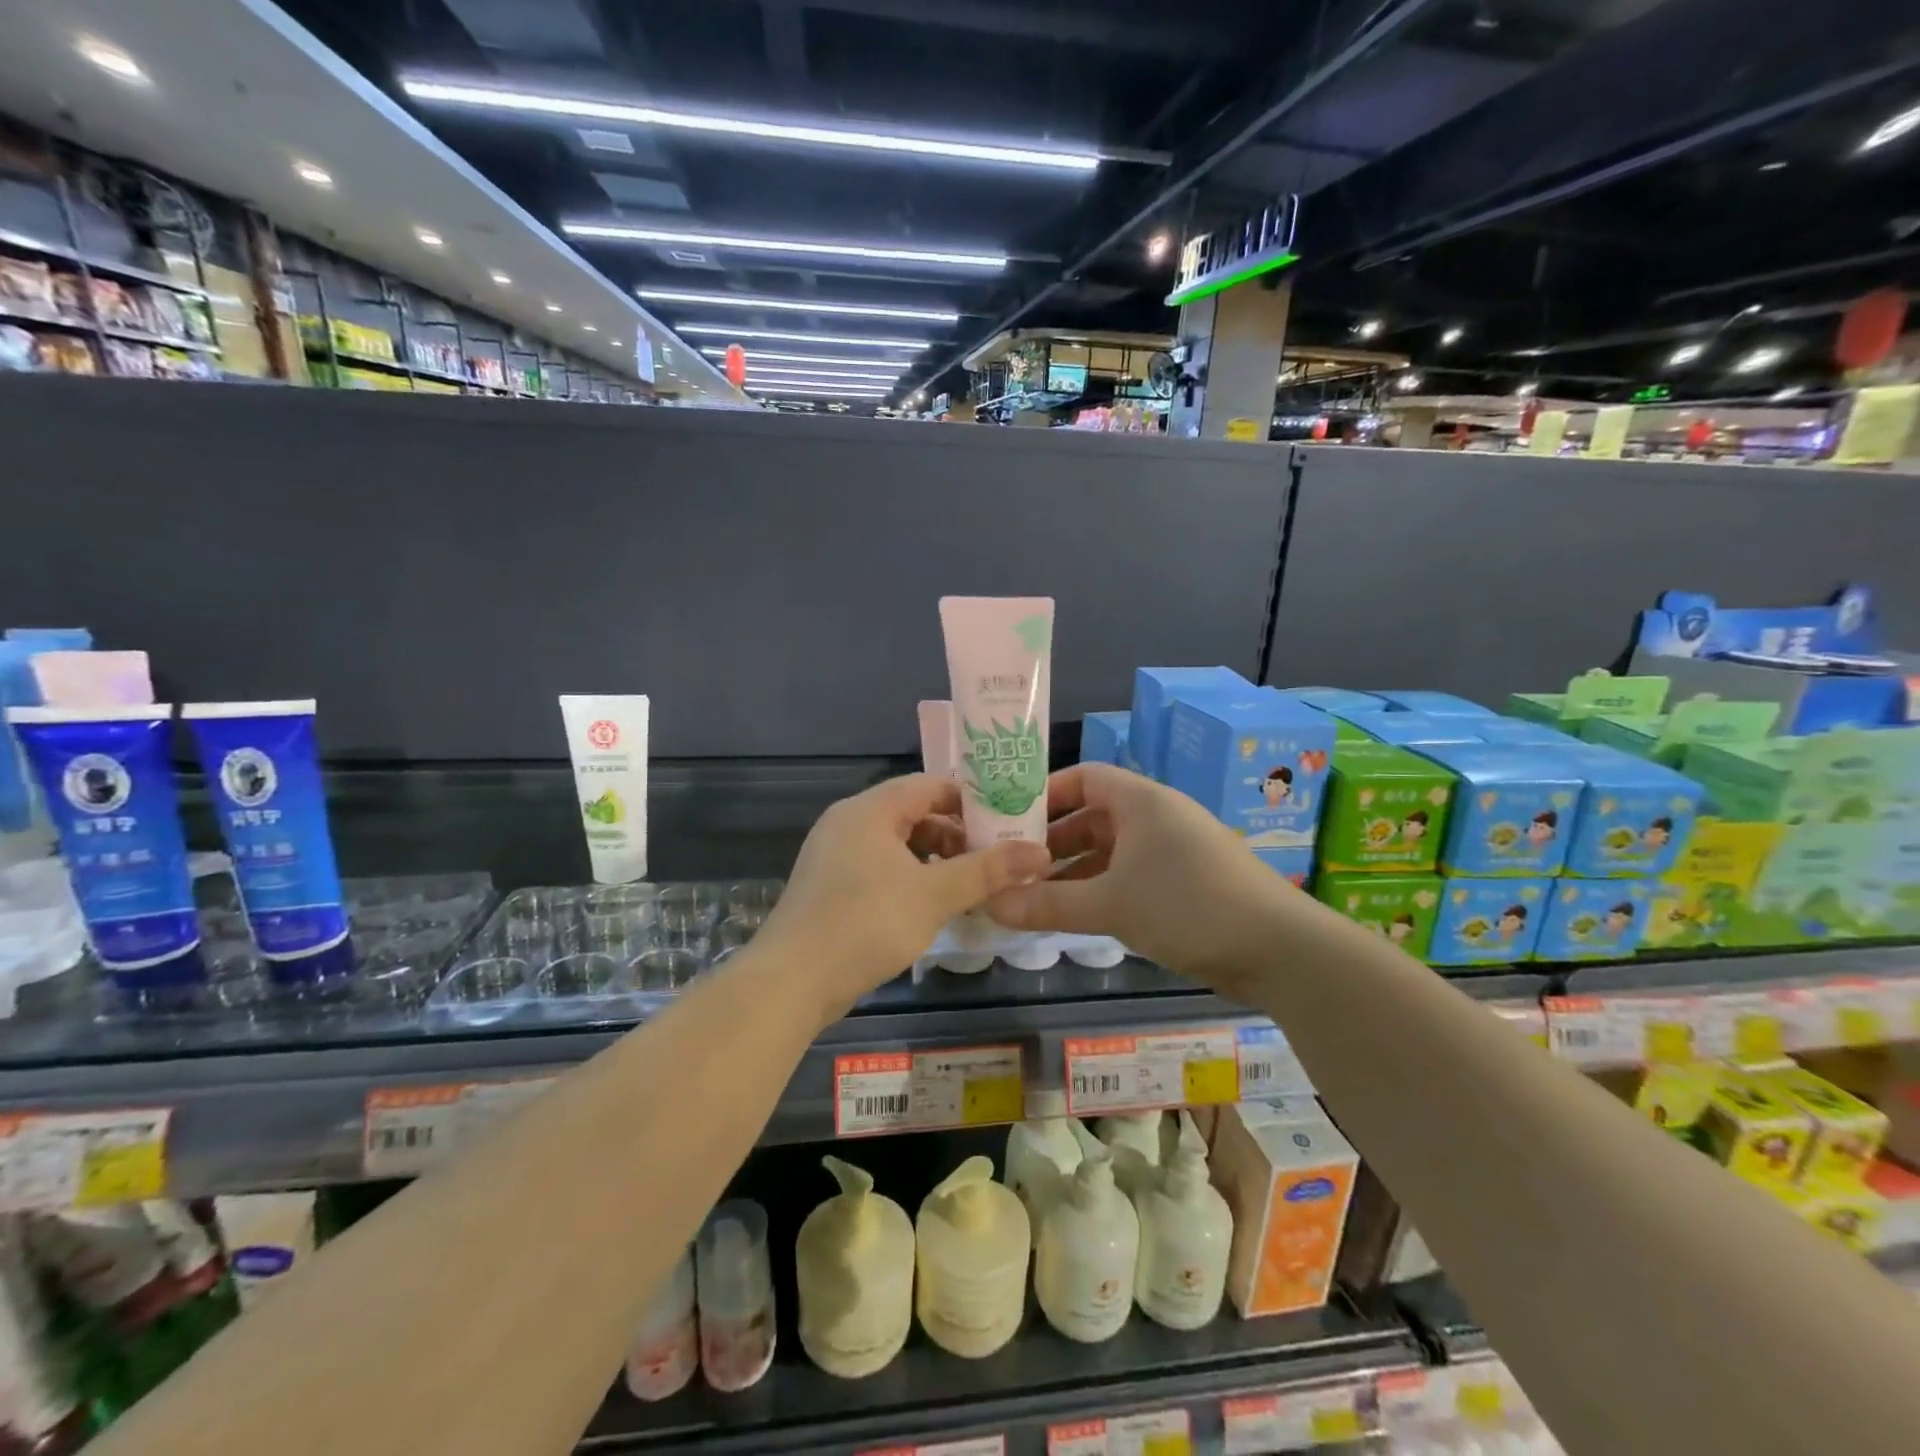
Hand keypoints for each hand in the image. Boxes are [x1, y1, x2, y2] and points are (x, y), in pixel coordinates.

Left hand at [757, 774, 1052, 1026]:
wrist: (791, 982)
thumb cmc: (865, 924)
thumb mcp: (934, 895)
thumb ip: (987, 870)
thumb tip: (1040, 852)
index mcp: (870, 809)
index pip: (930, 784)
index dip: (971, 800)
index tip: (1007, 822)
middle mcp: (849, 822)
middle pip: (914, 813)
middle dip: (956, 835)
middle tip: (994, 860)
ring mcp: (835, 854)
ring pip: (898, 844)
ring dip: (935, 860)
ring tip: (970, 886)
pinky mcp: (830, 885)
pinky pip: (880, 867)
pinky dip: (910, 878)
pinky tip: (931, 906)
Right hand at [986, 763, 1297, 993]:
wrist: (1280, 950)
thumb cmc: (1188, 905)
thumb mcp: (1110, 904)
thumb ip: (1047, 904)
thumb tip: (989, 904)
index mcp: (1141, 800)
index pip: (1083, 777)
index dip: (1045, 794)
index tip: (1009, 821)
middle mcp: (1157, 816)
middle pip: (1093, 817)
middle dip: (1053, 841)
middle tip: (1012, 866)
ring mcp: (1174, 850)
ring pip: (1111, 851)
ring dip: (1074, 871)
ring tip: (1034, 896)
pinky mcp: (1186, 882)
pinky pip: (1130, 875)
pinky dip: (1102, 889)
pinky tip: (1077, 915)